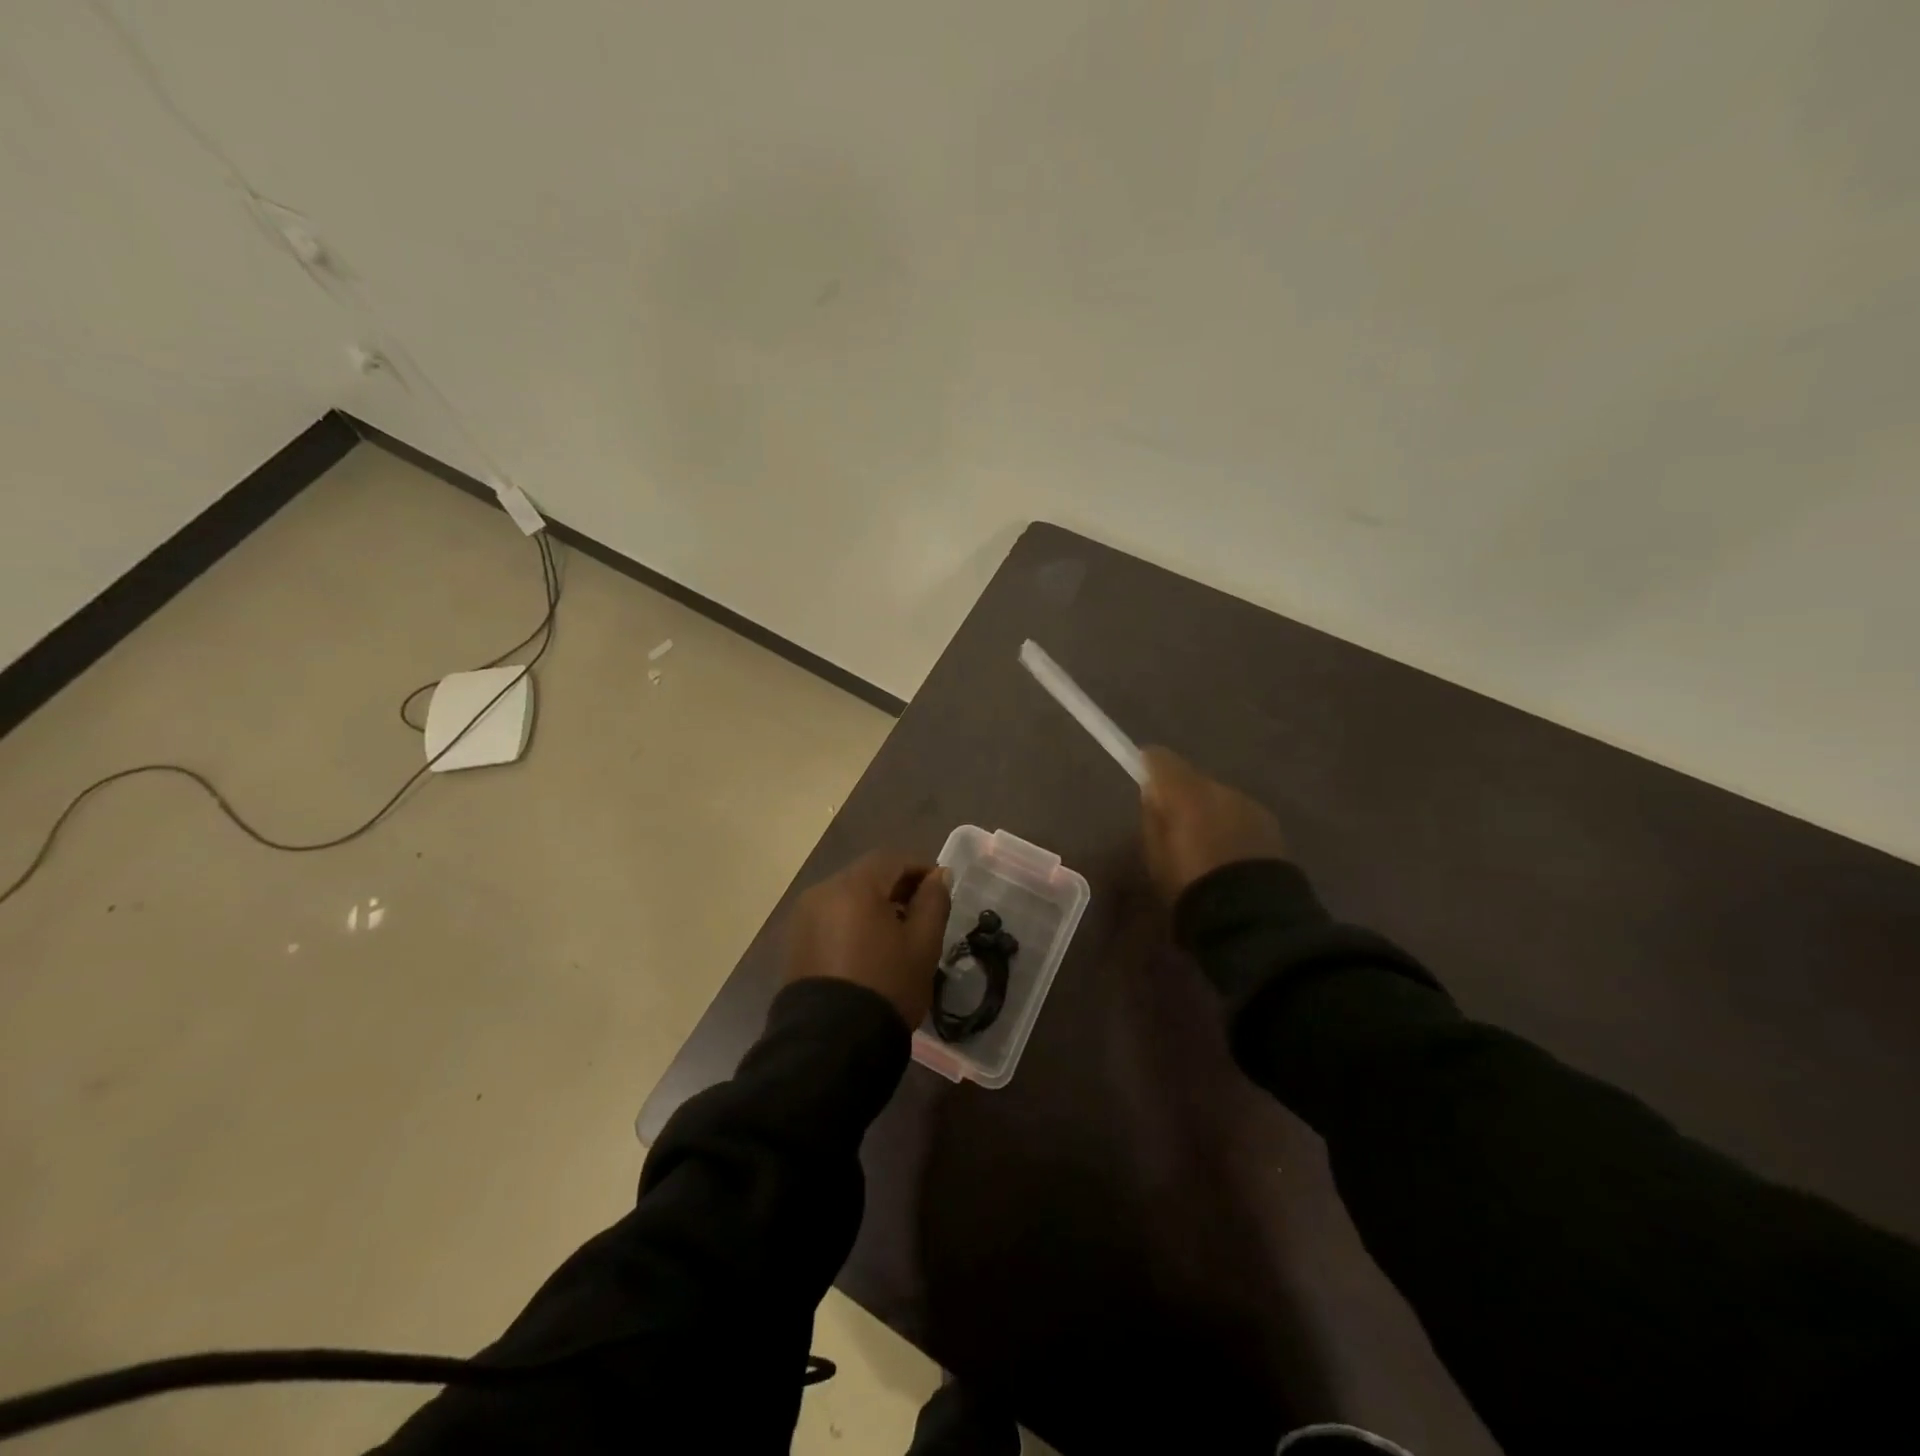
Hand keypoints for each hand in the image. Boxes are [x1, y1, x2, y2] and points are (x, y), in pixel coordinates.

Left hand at [785, 852, 952, 1026]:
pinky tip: (869, 949)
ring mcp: (803, 918)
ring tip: (897, 935)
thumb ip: (934, 902)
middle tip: (922, 912)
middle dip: (896, 887)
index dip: (920, 869)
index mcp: (853, 886)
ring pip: (847, 897)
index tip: (940, 890)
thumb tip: (938, 875)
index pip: (892, 859)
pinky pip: (830, 918)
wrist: (831, 1044)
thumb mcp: (923, 944)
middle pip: (867, 876)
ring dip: (874, 905)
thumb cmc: (885, 986)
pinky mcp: (795, 942)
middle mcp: (822, 892)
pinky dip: (852, 923)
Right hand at [1140, 747, 1288, 903]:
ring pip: (1220, 799)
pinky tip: (1228, 855)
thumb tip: (1153, 795)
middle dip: (1183, 796)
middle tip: (1174, 825)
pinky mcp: (1272, 825)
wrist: (1252, 917)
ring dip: (1210, 812)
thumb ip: (1153, 819)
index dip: (1150, 766)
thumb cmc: (1191, 888)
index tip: (1143, 779)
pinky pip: (1240, 816)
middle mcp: (1220, 790)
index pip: (1161, 760)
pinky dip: (1231, 827)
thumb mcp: (1156, 857)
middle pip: (1194, 781)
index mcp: (1186, 794)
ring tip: (1205, 845)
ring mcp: (1250, 806)